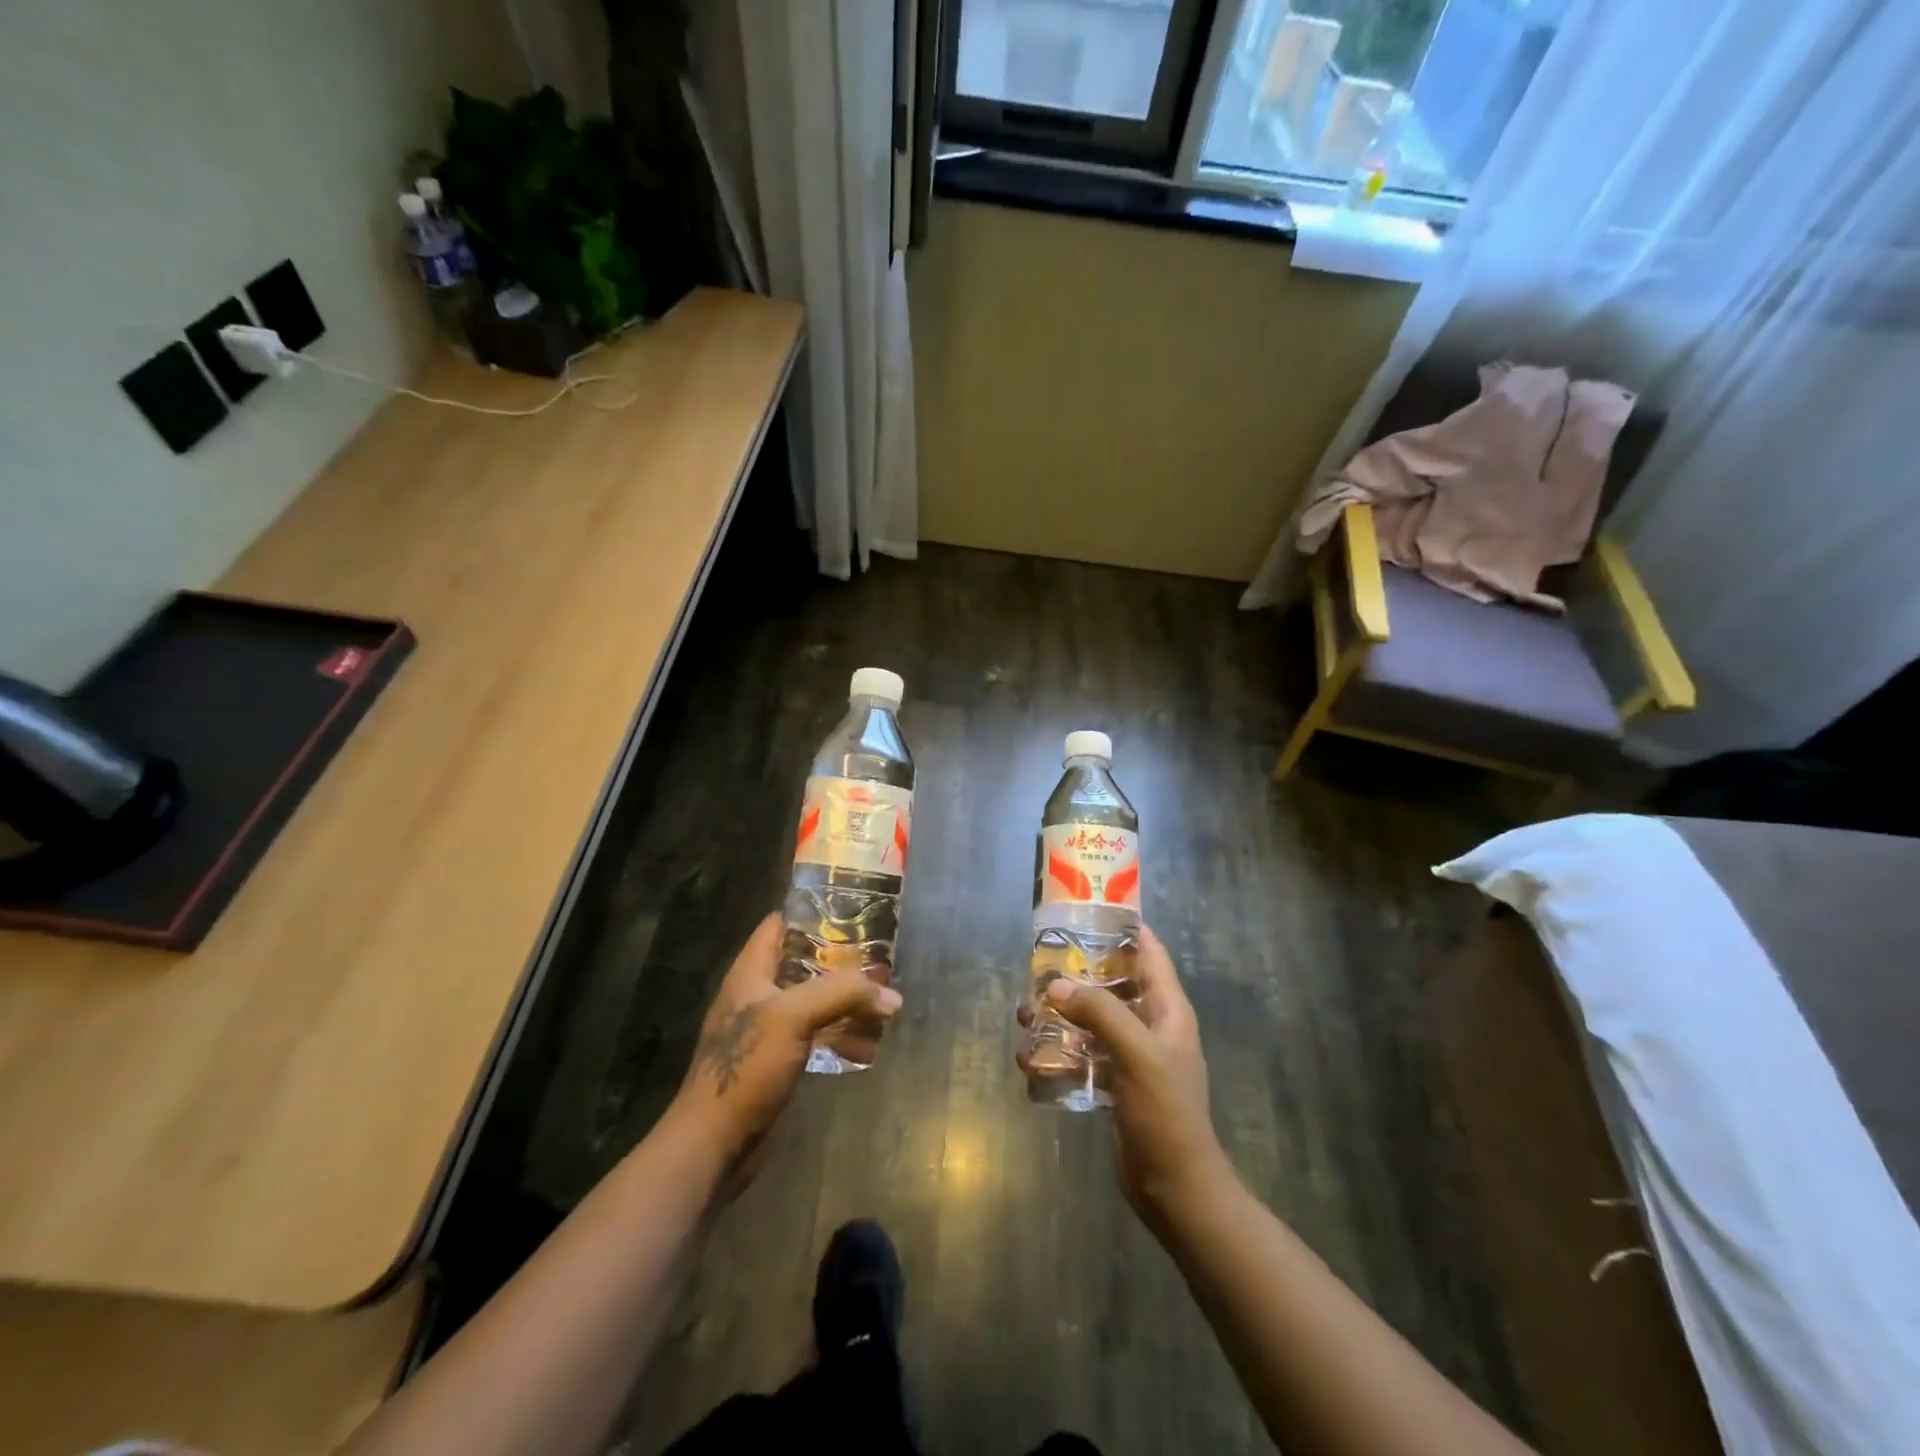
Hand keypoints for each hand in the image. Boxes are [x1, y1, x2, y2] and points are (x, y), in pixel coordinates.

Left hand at [673, 912, 902, 1168]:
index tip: (854, 909)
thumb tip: (892, 996)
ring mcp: (768, 1029)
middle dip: (842, 960)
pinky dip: (841, 1034)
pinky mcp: (778, 1060)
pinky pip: (816, 1035)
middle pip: (804, 962)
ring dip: (846, 1000)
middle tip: (881, 958)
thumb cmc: (747, 1066)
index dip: (814, 912)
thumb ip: (843, 994)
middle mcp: (758, 993)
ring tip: (883, 1000)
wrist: (714, 1143)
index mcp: (751, 971)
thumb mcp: (794, 1016)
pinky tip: (869, 1041)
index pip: (781, 924)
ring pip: (814, 1000)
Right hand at [1018, 925, 1229, 1222]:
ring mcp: (1135, 1055)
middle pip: (1114, 983)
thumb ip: (1099, 1012)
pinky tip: (1031, 1059)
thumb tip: (1055, 986)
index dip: (1123, 927)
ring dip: (1062, 1015)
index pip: (1149, 951)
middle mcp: (1153, 1024)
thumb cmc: (1164, 1112)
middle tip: (1039, 966)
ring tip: (1026, 1014)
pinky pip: (1085, 1053)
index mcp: (1168, 1009)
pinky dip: (1061, 1051)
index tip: (1085, 911)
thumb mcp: (1136, 1053)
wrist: (1175, 1187)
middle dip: (1078, 973)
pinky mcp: (1118, 1082)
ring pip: (1095, 1019)